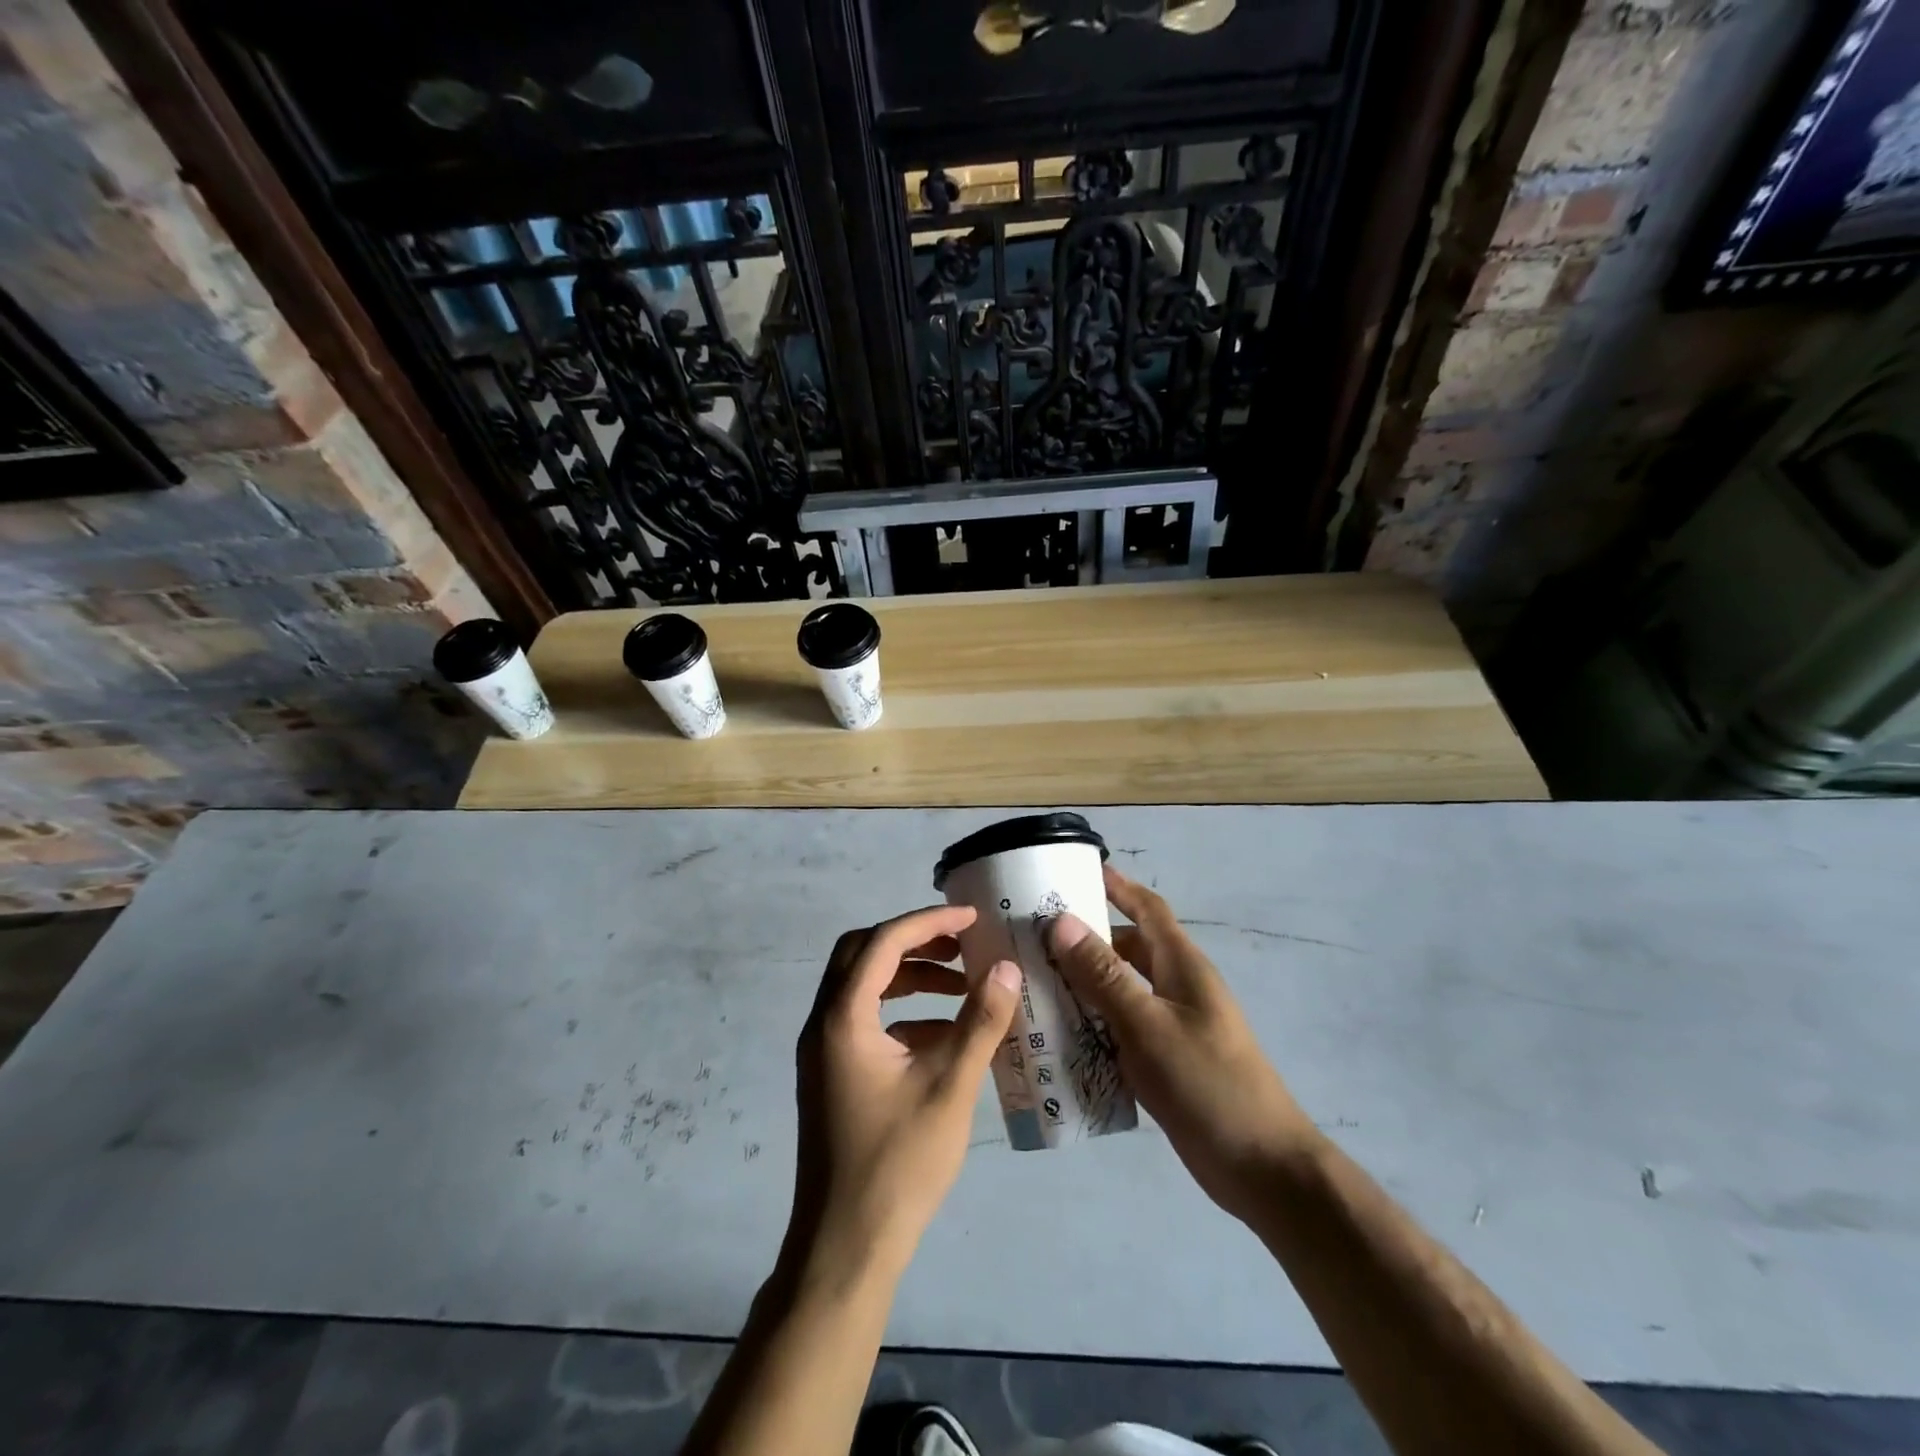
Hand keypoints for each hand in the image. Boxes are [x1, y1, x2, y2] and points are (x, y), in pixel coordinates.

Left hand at [787, 905, 1020, 1278]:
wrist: (845, 1249)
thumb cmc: (897, 1165)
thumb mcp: (949, 1088)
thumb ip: (980, 1023)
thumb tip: (1006, 968)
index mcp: (842, 1018)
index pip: (883, 942)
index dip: (929, 922)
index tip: (972, 918)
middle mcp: (823, 1023)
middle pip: (863, 954)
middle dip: (914, 942)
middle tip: (961, 943)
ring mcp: (823, 1051)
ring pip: (863, 987)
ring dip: (910, 977)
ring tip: (963, 985)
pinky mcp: (833, 1074)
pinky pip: (866, 1022)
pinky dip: (904, 1013)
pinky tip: (946, 1035)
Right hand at [1046, 867, 1319, 1221]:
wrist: (1261, 1168)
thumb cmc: (1207, 1084)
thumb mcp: (1148, 1025)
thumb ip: (1104, 974)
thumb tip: (1061, 921)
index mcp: (1182, 966)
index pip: (1148, 909)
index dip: (1117, 886)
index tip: (1076, 869)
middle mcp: (1178, 987)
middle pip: (1128, 947)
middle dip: (1086, 936)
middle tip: (1034, 933)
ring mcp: (1173, 1025)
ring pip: (1122, 988)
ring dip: (1084, 982)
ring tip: (1034, 980)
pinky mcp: (1166, 1059)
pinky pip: (1122, 1026)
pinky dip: (1093, 1021)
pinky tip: (1059, 1033)